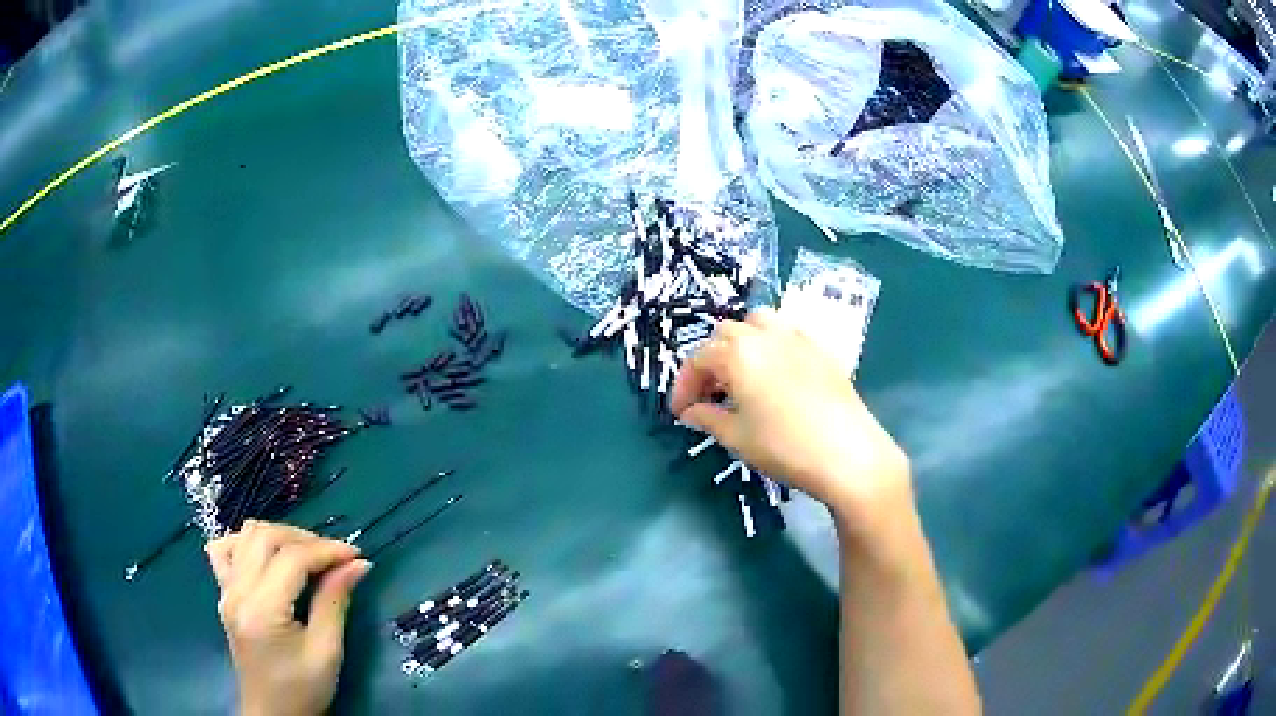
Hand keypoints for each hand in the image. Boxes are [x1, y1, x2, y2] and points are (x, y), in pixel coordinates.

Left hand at [207, 521, 371, 715]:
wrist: (272, 714)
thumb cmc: (303, 691)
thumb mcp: (327, 652)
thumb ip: (335, 602)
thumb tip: (357, 564)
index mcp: (262, 610)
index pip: (291, 559)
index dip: (326, 550)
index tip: (356, 554)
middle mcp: (237, 591)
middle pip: (265, 537)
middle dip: (305, 538)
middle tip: (335, 557)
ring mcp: (225, 590)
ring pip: (246, 535)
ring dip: (279, 536)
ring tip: (307, 555)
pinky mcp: (224, 593)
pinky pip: (225, 550)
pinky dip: (247, 542)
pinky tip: (267, 557)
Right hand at [669, 308, 911, 532]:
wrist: (847, 452)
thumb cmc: (784, 446)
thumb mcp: (737, 437)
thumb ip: (707, 418)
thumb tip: (690, 412)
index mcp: (737, 353)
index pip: (698, 359)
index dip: (684, 385)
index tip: (680, 412)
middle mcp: (765, 334)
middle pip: (726, 333)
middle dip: (711, 361)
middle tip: (709, 395)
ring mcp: (797, 338)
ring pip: (758, 323)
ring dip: (742, 343)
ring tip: (741, 376)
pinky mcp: (821, 349)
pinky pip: (786, 334)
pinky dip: (770, 346)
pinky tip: (775, 377)